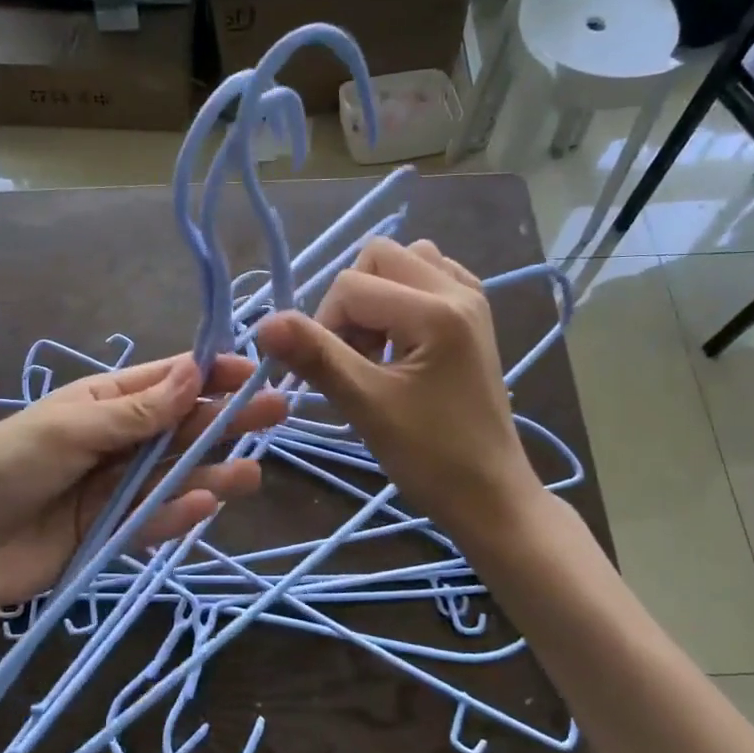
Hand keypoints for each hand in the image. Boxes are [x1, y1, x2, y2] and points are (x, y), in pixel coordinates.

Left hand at [0, 354, 285, 617]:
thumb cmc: (1, 466)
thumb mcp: (68, 429)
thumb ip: (135, 412)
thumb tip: (195, 371)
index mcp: (102, 403)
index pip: (166, 383)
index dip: (210, 375)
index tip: (253, 373)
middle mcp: (116, 442)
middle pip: (180, 429)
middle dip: (225, 421)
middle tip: (277, 414)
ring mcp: (114, 490)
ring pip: (174, 476)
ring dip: (212, 472)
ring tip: (253, 473)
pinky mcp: (110, 534)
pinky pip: (151, 521)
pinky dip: (177, 514)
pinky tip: (205, 506)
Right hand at [256, 238, 544, 548]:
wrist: (490, 495)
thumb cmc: (430, 456)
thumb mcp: (366, 405)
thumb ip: (316, 357)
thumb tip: (263, 323)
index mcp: (437, 310)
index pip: (351, 285)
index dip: (325, 326)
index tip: (336, 375)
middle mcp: (459, 290)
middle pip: (378, 257)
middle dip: (352, 303)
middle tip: (357, 358)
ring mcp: (472, 300)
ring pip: (405, 263)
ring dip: (377, 298)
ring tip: (378, 349)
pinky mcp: (473, 317)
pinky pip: (428, 280)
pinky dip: (403, 300)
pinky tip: (401, 342)